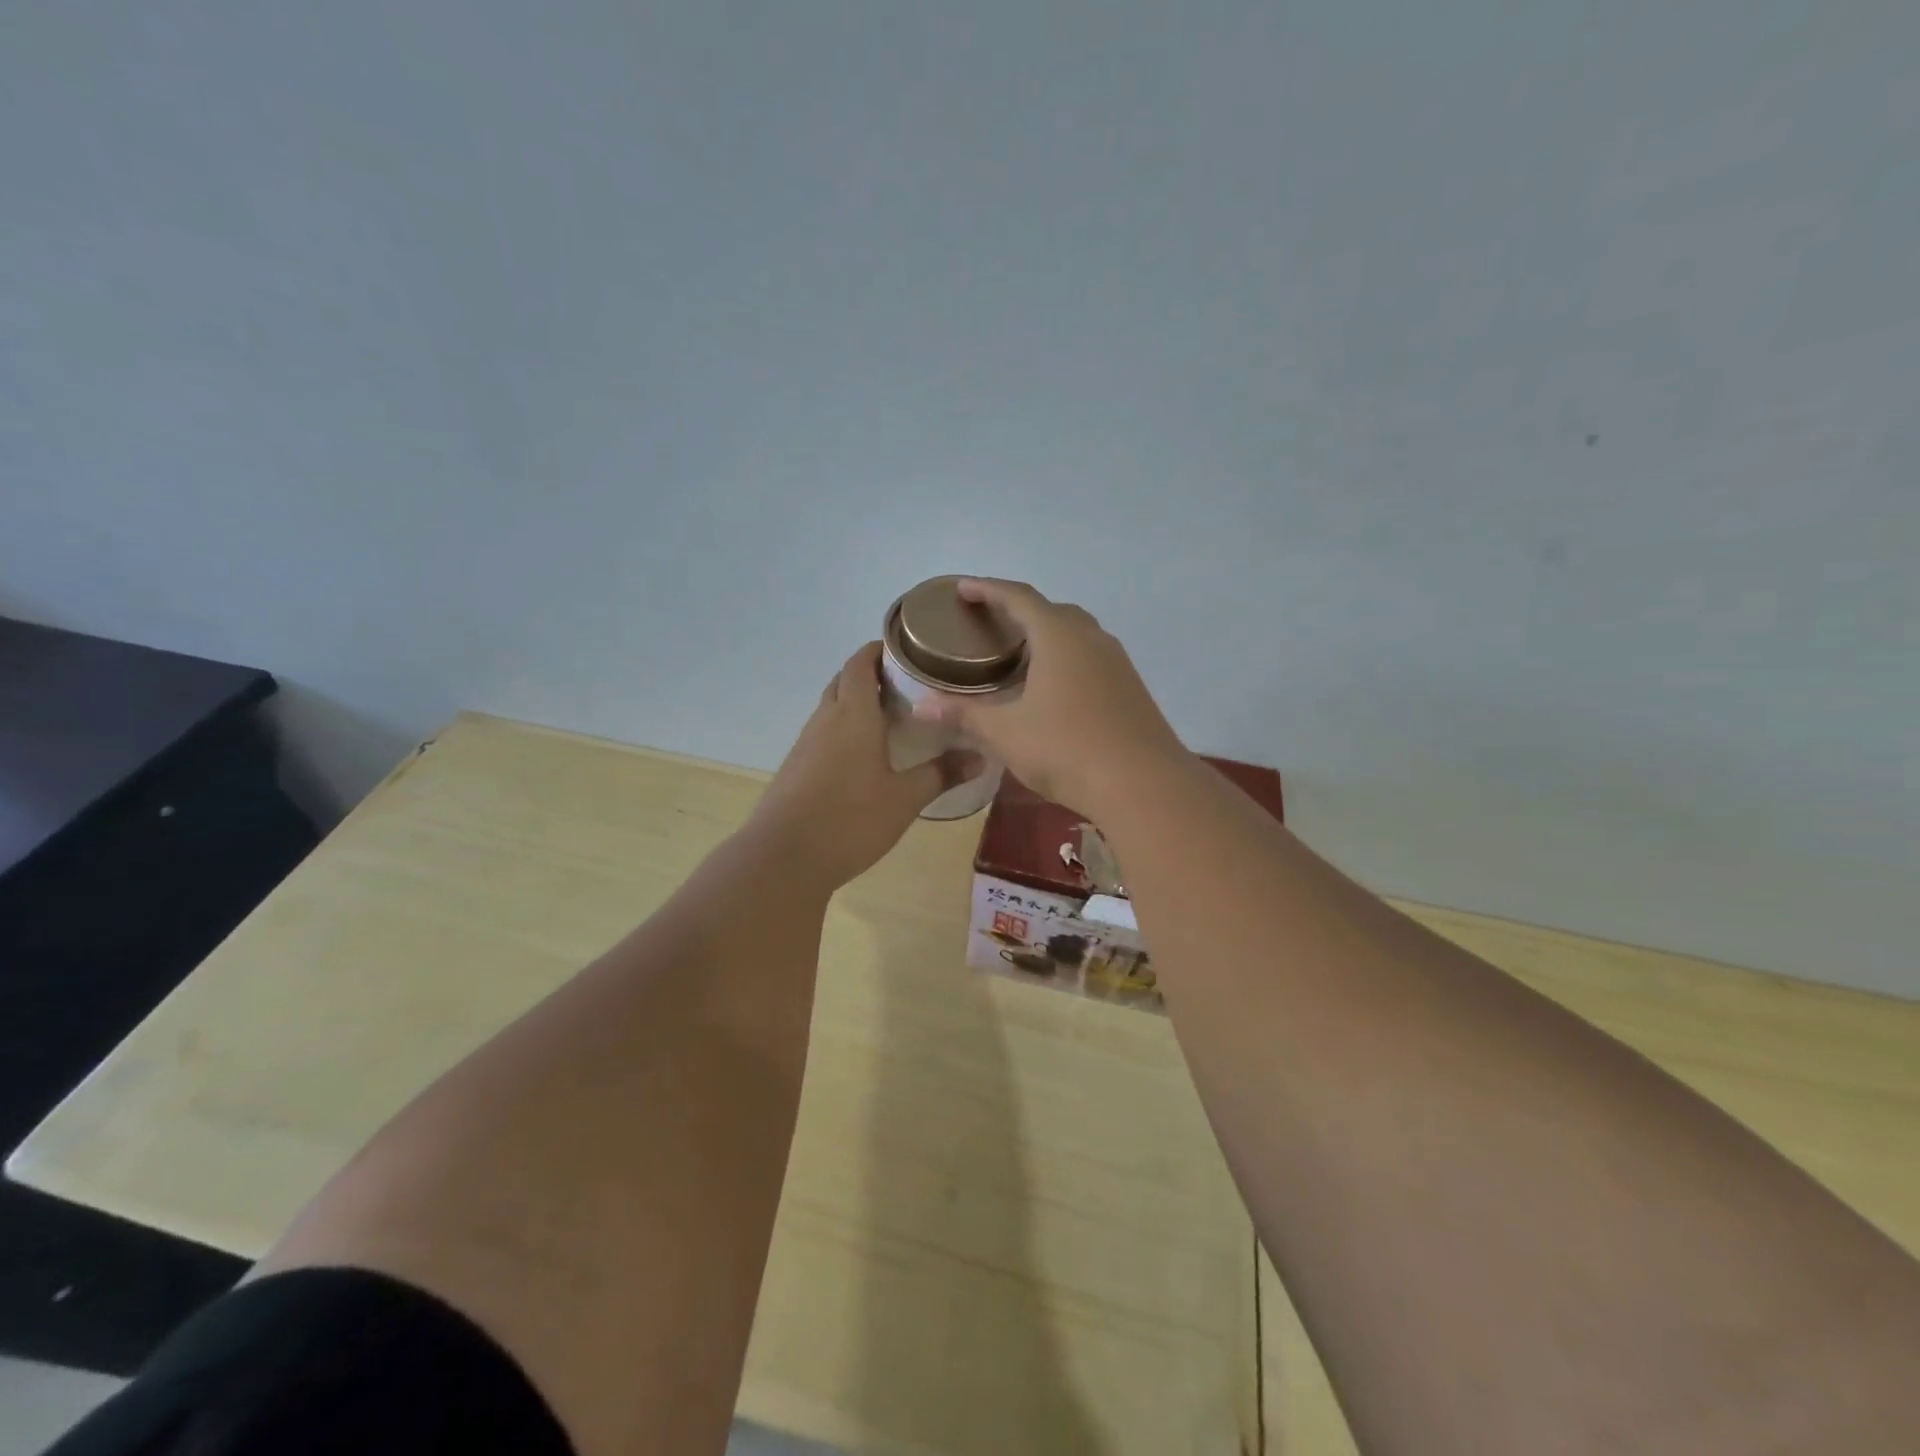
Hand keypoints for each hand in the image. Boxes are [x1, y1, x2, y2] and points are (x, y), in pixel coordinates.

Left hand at [748, 642, 979, 889]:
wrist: (783, 858)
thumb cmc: (850, 820)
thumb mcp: (904, 799)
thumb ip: (941, 774)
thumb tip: (979, 757)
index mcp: (853, 715)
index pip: (860, 663)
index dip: (879, 650)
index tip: (906, 650)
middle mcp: (826, 719)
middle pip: (844, 680)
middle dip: (871, 674)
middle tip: (907, 685)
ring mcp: (806, 743)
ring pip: (831, 707)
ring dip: (856, 702)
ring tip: (891, 717)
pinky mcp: (796, 766)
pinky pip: (823, 732)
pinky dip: (844, 728)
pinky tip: (864, 755)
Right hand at [911, 578, 1187, 814]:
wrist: (1143, 784)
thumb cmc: (1066, 749)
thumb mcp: (1006, 733)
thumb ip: (964, 715)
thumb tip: (921, 706)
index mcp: (1058, 636)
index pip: (1018, 597)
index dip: (987, 589)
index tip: (962, 588)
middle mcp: (1091, 638)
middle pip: (1051, 611)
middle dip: (1019, 611)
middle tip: (991, 625)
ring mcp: (1117, 662)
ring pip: (1076, 634)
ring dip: (1047, 635)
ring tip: (1019, 655)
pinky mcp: (1130, 687)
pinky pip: (1091, 657)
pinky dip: (1066, 659)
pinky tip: (1054, 688)